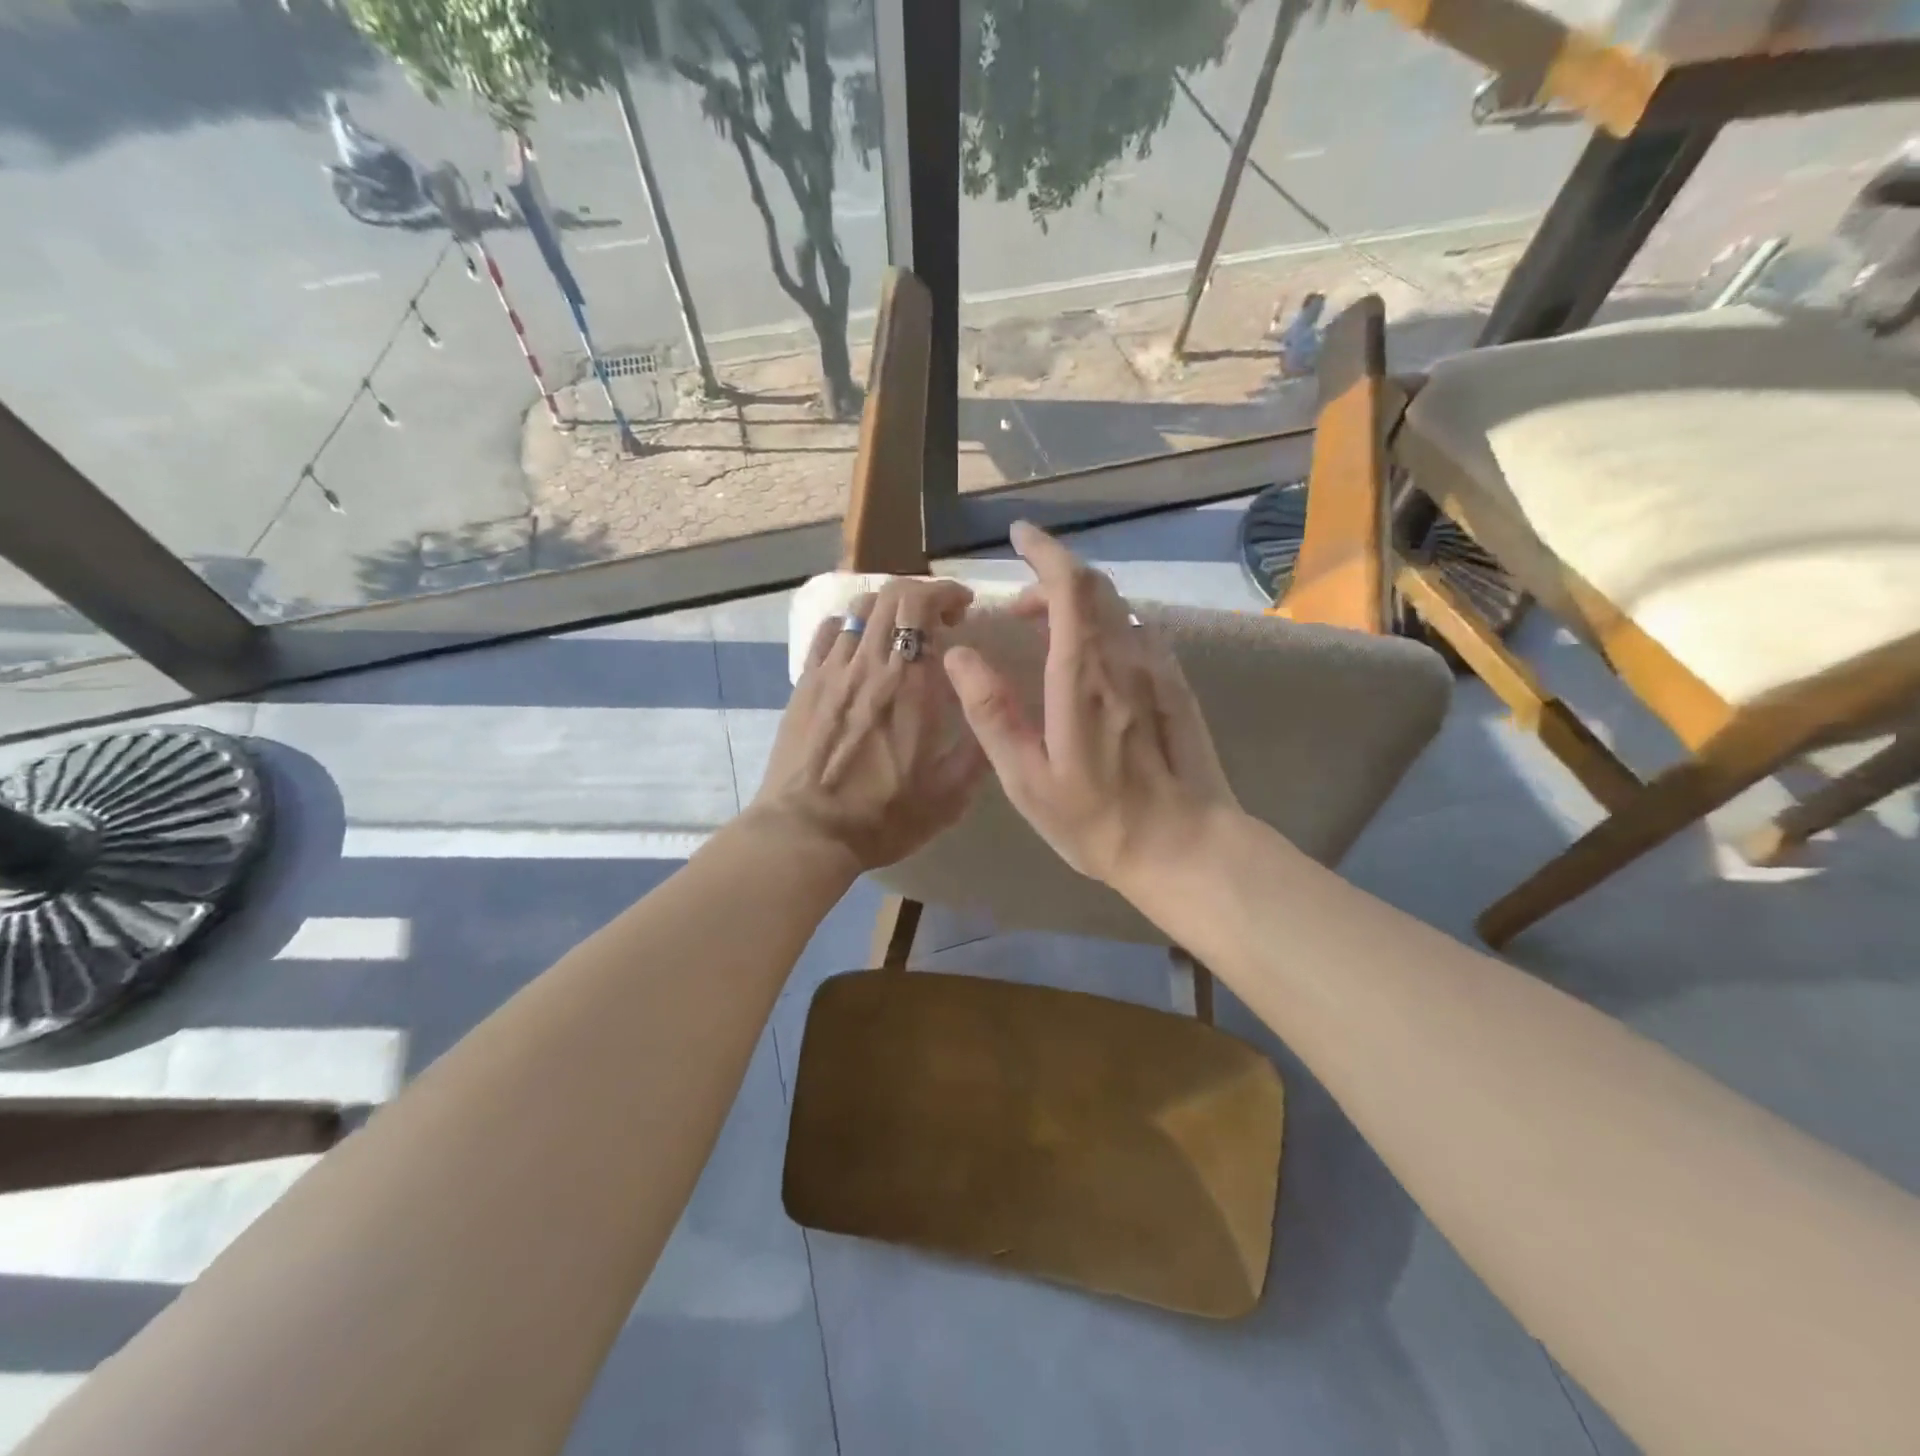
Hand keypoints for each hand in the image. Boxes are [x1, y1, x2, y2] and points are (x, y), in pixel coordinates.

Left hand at [750, 577, 986, 872]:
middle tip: (939, 620)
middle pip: (890, 595)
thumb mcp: (949, 794)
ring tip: (901, 632)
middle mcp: (868, 664)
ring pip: (857, 609)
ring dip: (887, 608)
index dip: (945, 593)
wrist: (807, 832)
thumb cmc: (883, 815)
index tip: (963, 608)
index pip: (921, 605)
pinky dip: (849, 625)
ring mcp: (830, 670)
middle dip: (921, 594)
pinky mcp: (804, 684)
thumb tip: (997, 709)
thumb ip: (979, 747)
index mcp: (908, 683)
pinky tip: (859, 647)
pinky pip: (826, 633)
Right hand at [942, 521, 1241, 898]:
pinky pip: (1137, 633)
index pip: (1068, 586)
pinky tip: (1092, 658)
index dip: (1045, 551)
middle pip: (1094, 588)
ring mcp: (1157, 669)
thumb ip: (991, 713)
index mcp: (1082, 675)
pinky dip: (1106, 626)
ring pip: (1117, 608)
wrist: (1186, 847)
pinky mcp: (1176, 686)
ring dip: (1078, 604)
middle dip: (1053, 579)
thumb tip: (959, 656)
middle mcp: (1124, 658)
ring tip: (1046, 633)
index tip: (1020, 535)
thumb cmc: (1097, 819)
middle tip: (1018, 610)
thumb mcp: (1027, 779)